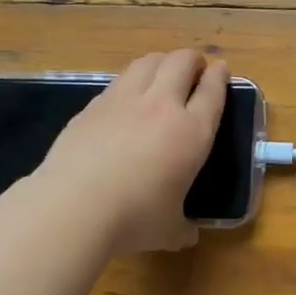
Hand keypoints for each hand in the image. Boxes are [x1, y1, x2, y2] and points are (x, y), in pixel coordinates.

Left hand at [37, 51, 228, 254]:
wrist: (74, 205)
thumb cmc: (134, 218)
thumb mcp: (169, 230)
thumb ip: (182, 227)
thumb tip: (187, 234)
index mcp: (192, 132)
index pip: (213, 92)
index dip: (220, 77)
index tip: (222, 69)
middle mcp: (162, 106)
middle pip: (182, 62)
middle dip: (193, 60)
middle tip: (195, 69)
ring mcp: (124, 100)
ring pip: (149, 62)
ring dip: (162, 61)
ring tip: (163, 71)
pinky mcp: (93, 105)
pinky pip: (119, 80)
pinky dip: (131, 79)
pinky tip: (127, 94)